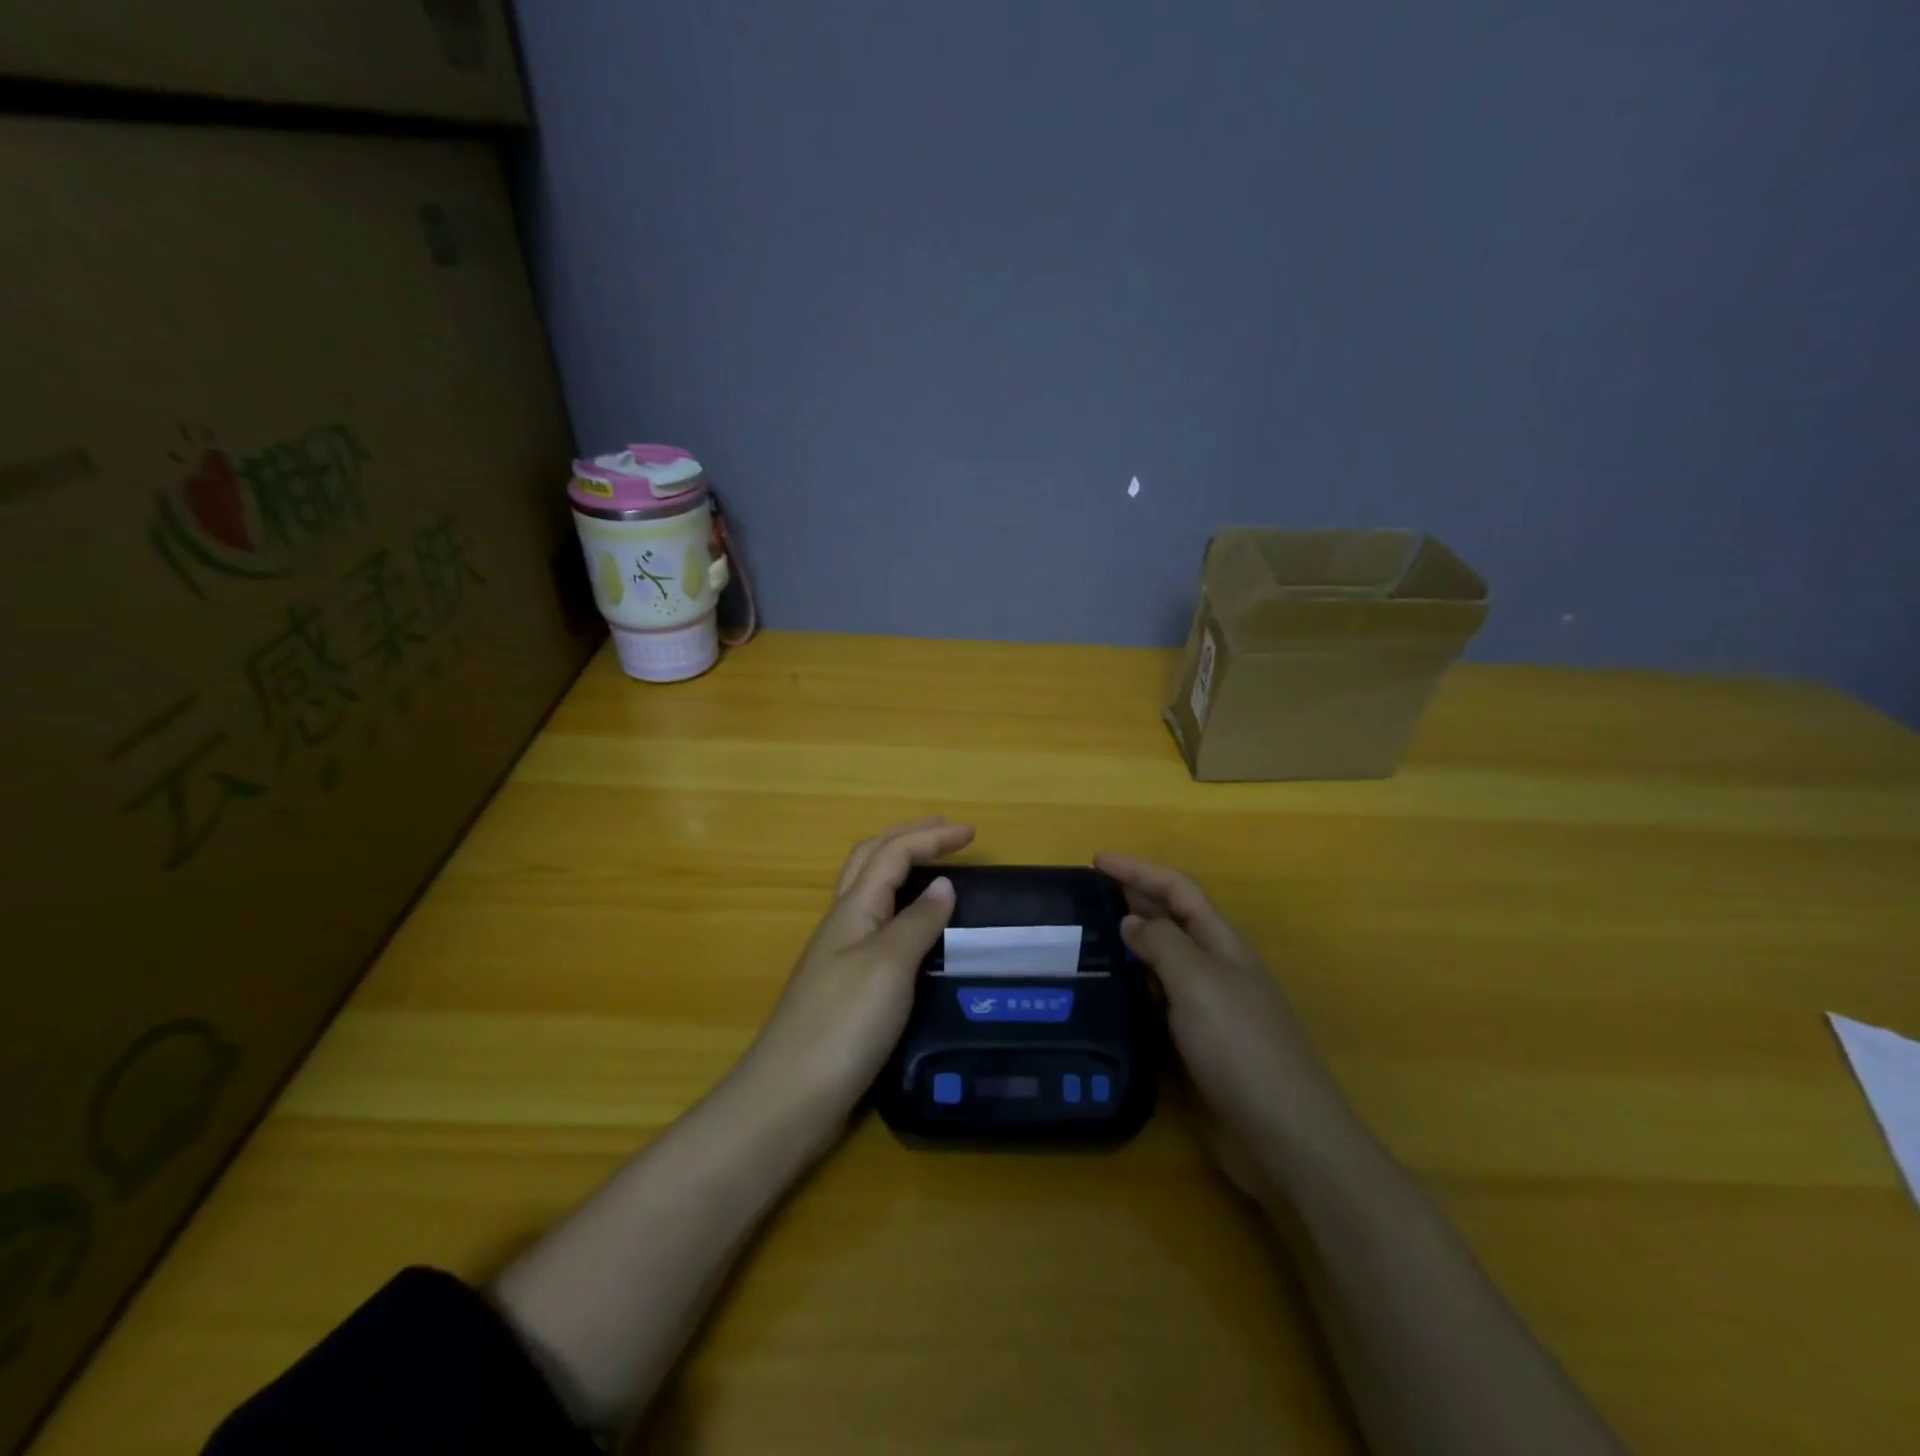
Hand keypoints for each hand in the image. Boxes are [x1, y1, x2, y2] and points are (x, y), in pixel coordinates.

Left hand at [742, 817, 973, 1129]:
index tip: (972, 833)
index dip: (930, 836)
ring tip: (936, 868)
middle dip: (911, 838)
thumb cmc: (842, 1025)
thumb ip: (917, 923)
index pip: (892, 853)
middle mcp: (842, 923)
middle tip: (949, 833)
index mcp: (852, 909)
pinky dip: (900, 907)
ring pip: (870, 891)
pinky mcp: (845, 986)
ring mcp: (839, 955)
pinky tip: (916, 929)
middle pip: (872, 860)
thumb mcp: (888, 966)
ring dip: (901, 867)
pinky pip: (876, 926)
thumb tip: (944, 886)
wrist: (789, 1098)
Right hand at [1093, 853, 1357, 1182]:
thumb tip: (1131, 921)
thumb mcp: (1198, 981)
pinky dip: (1135, 987)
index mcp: (1223, 944)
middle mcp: (1217, 969)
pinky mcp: (1198, 1047)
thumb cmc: (1241, 1047)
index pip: (1178, 889)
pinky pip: (1159, 1002)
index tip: (1097, 861)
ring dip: (1132, 943)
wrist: (1284, 1137)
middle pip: (1173, 920)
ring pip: (1164, 961)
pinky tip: (1111, 994)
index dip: (1139, 870)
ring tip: (1090, 938)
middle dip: (1134, 898)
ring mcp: (1210, 1009)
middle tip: (1087, 894)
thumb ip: (1162, 944)